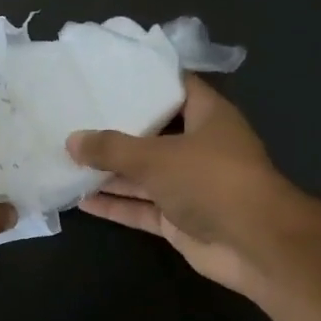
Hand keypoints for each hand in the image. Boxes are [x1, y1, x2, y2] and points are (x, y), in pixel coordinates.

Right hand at [68, 74, 290, 296]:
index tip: (107, 76)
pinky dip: (114, 204)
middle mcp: (199, 148)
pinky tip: (80, 200)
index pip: (175, 87)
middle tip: (76, 117)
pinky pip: (139, 207)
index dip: (145, 79)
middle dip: (116, 129)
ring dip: (109, 171)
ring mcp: (188, 186)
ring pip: (142, 174)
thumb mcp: (154, 156)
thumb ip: (110, 148)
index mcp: (208, 117)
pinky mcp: (178, 219)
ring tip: (68, 158)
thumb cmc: (210, 180)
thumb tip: (71, 141)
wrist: (253, 244)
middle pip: (153, 133)